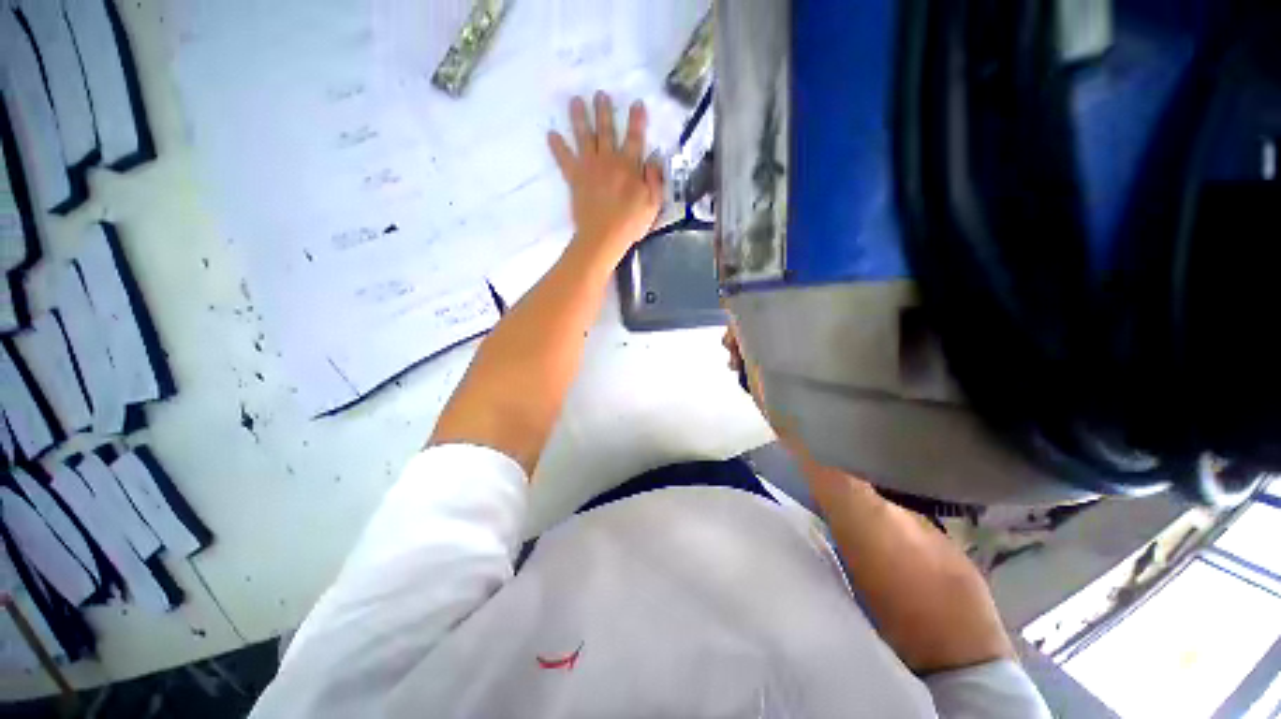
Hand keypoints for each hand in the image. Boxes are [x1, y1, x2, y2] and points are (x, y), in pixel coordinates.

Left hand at [549, 92, 664, 262]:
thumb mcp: (653, 204)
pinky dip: (557, 147)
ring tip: (575, 100)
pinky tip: (551, 134)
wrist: (603, 237)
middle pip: (606, 130)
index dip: (637, 120)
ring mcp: (589, 167)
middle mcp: (608, 160)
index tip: (636, 103)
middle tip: (600, 93)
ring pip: (584, 137)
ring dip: (580, 117)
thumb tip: (654, 157)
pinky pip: (564, 159)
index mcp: (629, 165)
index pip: (635, 137)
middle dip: (604, 110)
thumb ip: (655, 179)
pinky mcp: (575, 178)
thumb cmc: (630, 223)